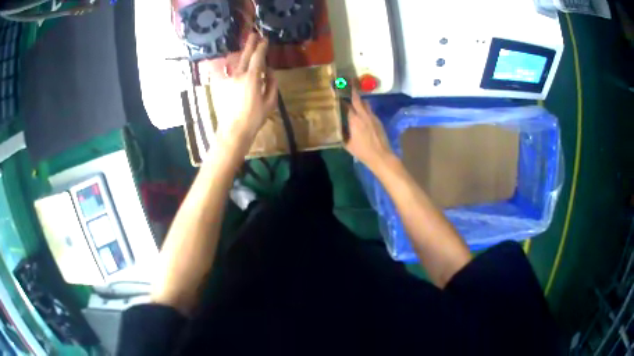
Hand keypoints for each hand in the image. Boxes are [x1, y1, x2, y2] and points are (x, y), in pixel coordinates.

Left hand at [209, 34, 277, 153]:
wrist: (233, 131)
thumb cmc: (255, 118)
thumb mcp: (270, 102)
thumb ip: (272, 83)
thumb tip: (270, 72)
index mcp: (252, 78)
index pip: (258, 57)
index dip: (262, 47)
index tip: (265, 40)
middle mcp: (238, 75)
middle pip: (245, 55)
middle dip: (250, 44)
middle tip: (253, 35)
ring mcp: (228, 80)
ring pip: (237, 64)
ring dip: (243, 56)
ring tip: (248, 50)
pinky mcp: (222, 87)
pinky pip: (231, 73)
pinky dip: (236, 69)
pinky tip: (239, 68)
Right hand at [345, 90, 393, 170]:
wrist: (381, 156)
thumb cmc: (362, 152)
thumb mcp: (347, 144)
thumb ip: (342, 133)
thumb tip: (338, 127)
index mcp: (354, 120)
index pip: (347, 105)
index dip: (342, 100)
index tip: (337, 95)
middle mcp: (363, 115)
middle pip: (357, 100)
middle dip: (352, 92)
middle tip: (347, 86)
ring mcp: (372, 117)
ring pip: (365, 104)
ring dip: (360, 100)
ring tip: (355, 99)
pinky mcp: (378, 120)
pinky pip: (370, 111)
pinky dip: (365, 109)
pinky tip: (363, 113)